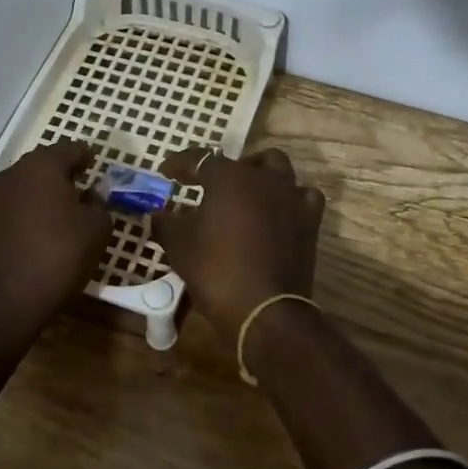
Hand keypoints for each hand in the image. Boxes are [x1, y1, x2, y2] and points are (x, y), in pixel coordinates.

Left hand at [0, 140, 112, 326]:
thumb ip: (100, 202)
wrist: (12, 296)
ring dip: (47, 188)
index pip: (71, 148)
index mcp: (43, 165)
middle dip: (65, 171)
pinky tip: (47, 223)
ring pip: (29, 181)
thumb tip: (93, 193)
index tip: (98, 166)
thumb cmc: (61, 254)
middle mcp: (15, 172)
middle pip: (46, 162)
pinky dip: (33, 205)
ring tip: (67, 206)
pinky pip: (17, 201)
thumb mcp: (97, 227)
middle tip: (85, 185)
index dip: (88, 156)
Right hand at [154, 147, 326, 339]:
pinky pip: (303, 197)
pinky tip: (278, 211)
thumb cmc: (216, 270)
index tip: (166, 171)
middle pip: (244, 161)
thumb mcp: (179, 246)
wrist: (264, 309)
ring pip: (279, 170)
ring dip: (261, 176)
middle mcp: (264, 179)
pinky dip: (289, 199)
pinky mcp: (310, 222)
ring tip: (245, 194)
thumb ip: (166, 223)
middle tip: (209, 186)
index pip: (200, 159)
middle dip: (225, 169)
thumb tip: (158, 214)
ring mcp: (291, 198)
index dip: (181, 164)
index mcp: (229, 178)